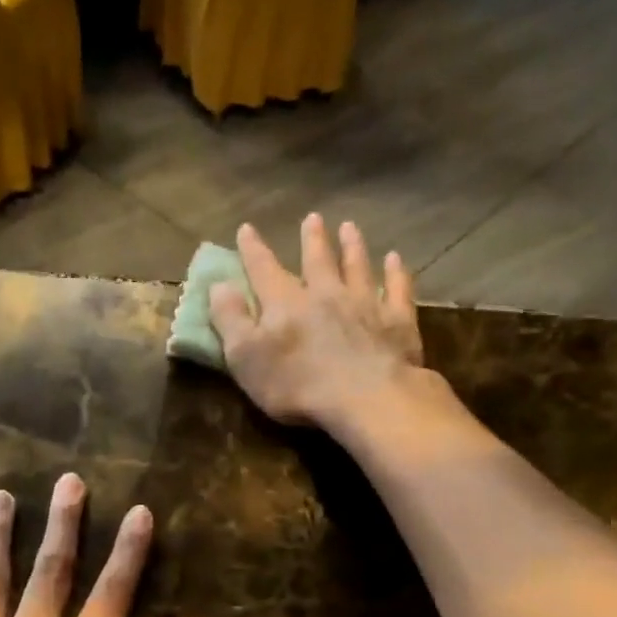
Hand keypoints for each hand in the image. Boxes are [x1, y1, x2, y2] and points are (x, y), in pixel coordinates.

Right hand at [208, 213, 423, 430]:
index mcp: (285, 303)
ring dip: (353, 246)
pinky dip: (397, 273)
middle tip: (312, 218)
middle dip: (312, 239)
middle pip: (317, 260)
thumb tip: (218, 285)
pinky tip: (396, 260)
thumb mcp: (245, 357)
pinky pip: (398, 290)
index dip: (253, 250)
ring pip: (357, 267)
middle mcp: (325, 293)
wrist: (365, 397)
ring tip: (350, 228)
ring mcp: (365, 304)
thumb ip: (230, 319)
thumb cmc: (296, 384)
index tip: (247, 229)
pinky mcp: (397, 322)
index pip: (263, 269)